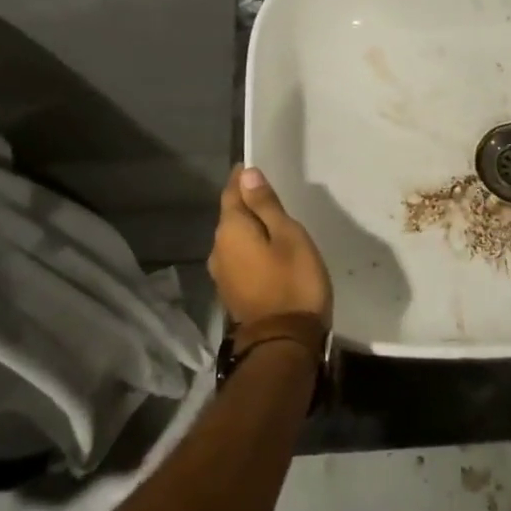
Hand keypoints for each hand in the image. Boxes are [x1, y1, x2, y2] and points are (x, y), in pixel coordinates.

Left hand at [208, 165, 333, 329]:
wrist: (284, 342)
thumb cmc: (293, 281)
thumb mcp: (288, 235)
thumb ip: (266, 205)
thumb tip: (247, 174)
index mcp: (230, 230)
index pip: (232, 192)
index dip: (242, 179)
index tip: (253, 167)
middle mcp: (217, 249)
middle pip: (231, 216)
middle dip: (246, 204)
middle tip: (269, 194)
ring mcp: (222, 274)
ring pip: (234, 240)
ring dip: (249, 229)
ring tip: (272, 224)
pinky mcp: (231, 292)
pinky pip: (239, 259)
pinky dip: (251, 250)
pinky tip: (267, 253)